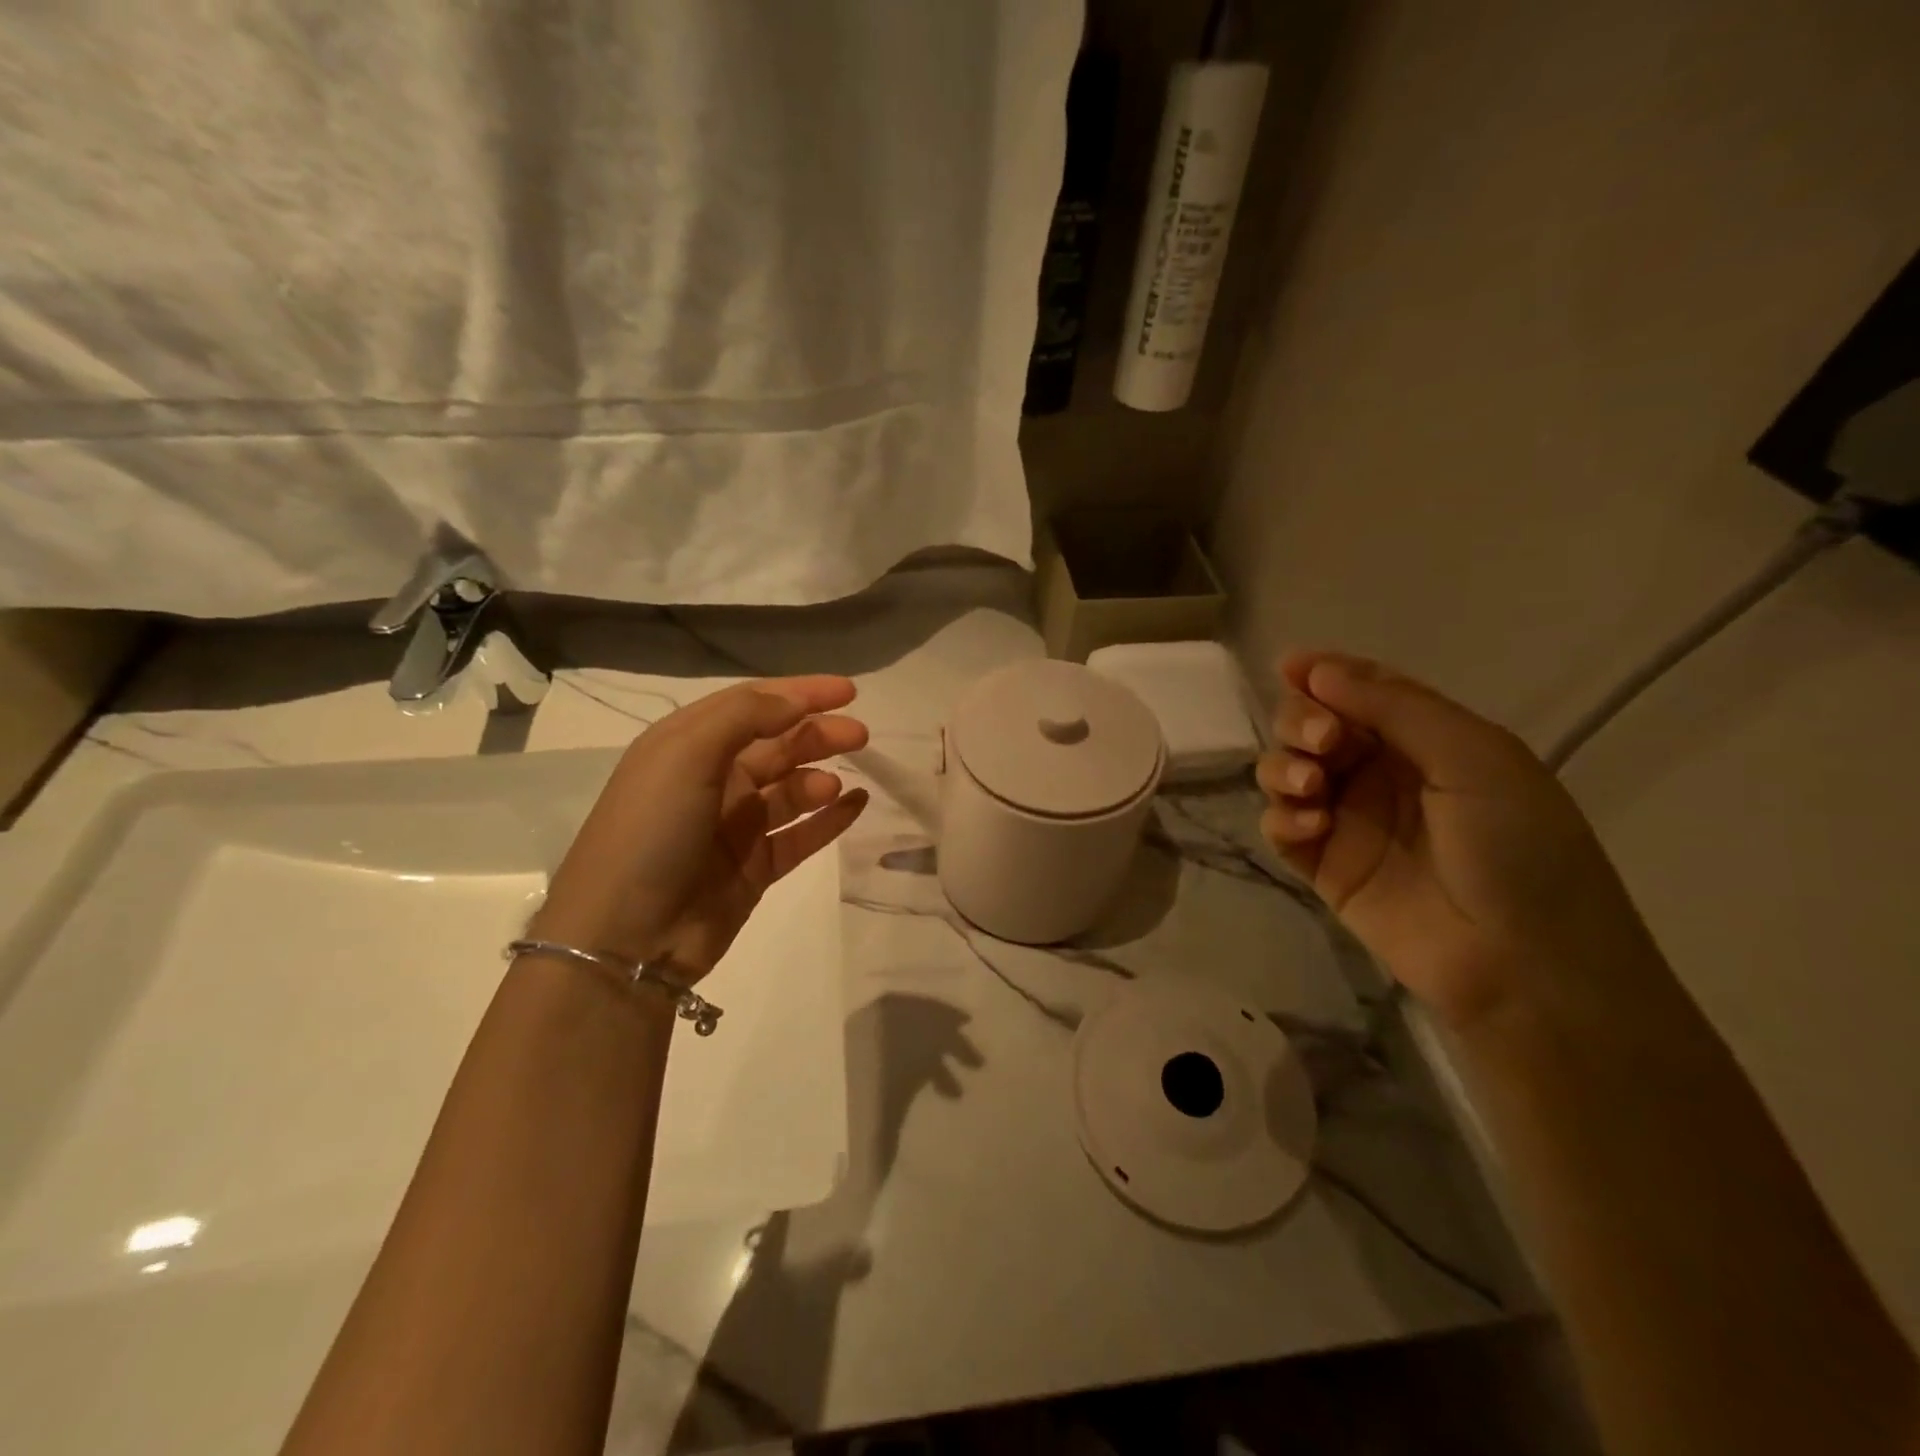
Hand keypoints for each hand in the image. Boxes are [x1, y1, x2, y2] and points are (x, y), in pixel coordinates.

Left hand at [531, 676, 869, 979]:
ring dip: (820, 778)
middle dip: (818, 734)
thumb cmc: (650, 831)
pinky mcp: (755, 867)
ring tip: (836, 783)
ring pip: (792, 789)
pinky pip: (802, 834)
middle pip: (778, 745)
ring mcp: (735, 826)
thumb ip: (745, 717)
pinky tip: (856, 804)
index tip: (848, 691)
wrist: (625, 938)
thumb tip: (797, 702)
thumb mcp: (686, 754)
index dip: (800, 693)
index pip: (752, 704)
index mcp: (688, 745)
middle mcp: (713, 780)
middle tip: (861, 735)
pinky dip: (830, 818)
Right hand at [1256, 651, 1663, 1029]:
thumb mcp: (1473, 757)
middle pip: (1312, 726)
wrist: (1525, 964)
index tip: (1288, 665)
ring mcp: (1348, 821)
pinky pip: (1280, 826)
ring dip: (1284, 767)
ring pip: (1286, 771)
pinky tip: (1309, 828)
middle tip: (1323, 744)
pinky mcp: (1323, 867)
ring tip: (1309, 789)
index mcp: (1425, 740)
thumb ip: (1393, 707)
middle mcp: (1380, 774)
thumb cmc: (1518, 847)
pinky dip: (1282, 817)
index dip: (1323, 673)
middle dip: (1302, 722)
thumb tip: (1316, 669)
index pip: (1361, 691)